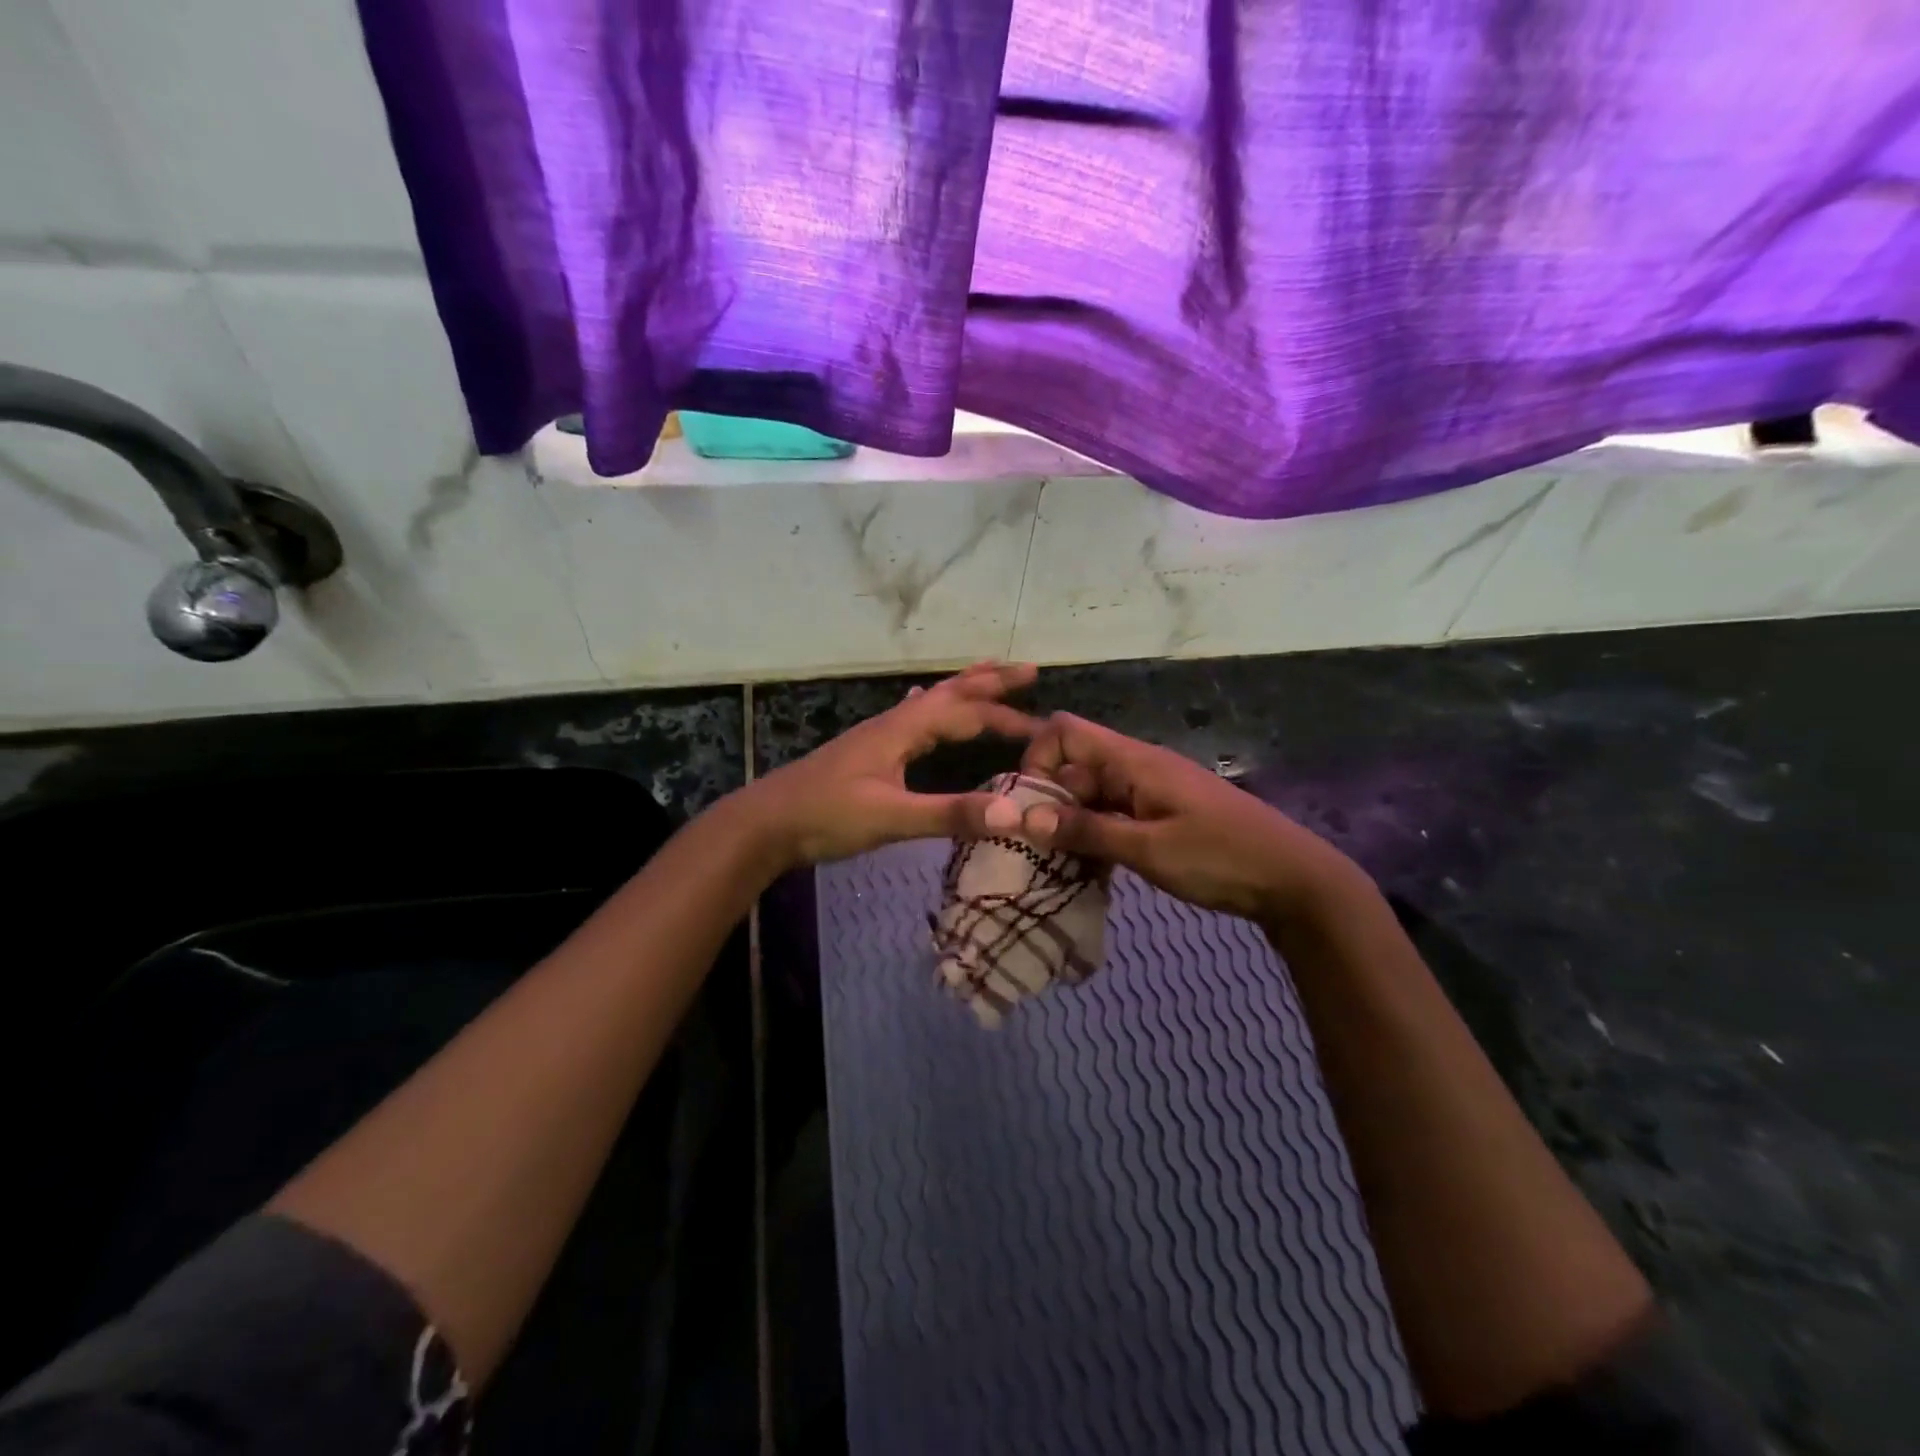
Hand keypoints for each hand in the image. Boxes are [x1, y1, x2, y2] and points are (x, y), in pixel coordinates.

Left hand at [743, 662, 1036, 871]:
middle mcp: (893, 723)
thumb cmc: (825, 816)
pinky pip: (912, 717)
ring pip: (931, 702)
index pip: (966, 713)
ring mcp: (877, 735)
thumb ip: (950, 814)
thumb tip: (1014, 813)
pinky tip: (922, 705)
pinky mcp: (867, 752)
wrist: (764, 824)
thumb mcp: (890, 817)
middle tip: (1029, 670)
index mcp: (903, 729)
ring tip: (988, 676)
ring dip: (964, 688)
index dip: (1007, 718)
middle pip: (950, 692)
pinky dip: (932, 706)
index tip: (1045, 729)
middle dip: (990, 680)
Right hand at [984, 712, 1365, 922]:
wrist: (1294, 880)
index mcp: (1133, 760)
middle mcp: (1137, 766)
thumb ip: (1086, 831)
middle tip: (1040, 852)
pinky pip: (1113, 814)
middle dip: (1049, 803)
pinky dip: (1096, 835)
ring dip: (1072, 824)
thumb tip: (1024, 818)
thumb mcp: (1148, 850)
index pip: (1065, 732)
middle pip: (1074, 766)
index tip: (1029, 809)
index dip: (1037, 760)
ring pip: (1091, 794)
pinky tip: (1092, 870)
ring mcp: (1151, 791)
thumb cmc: (1221, 858)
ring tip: (1061, 866)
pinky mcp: (1162, 814)